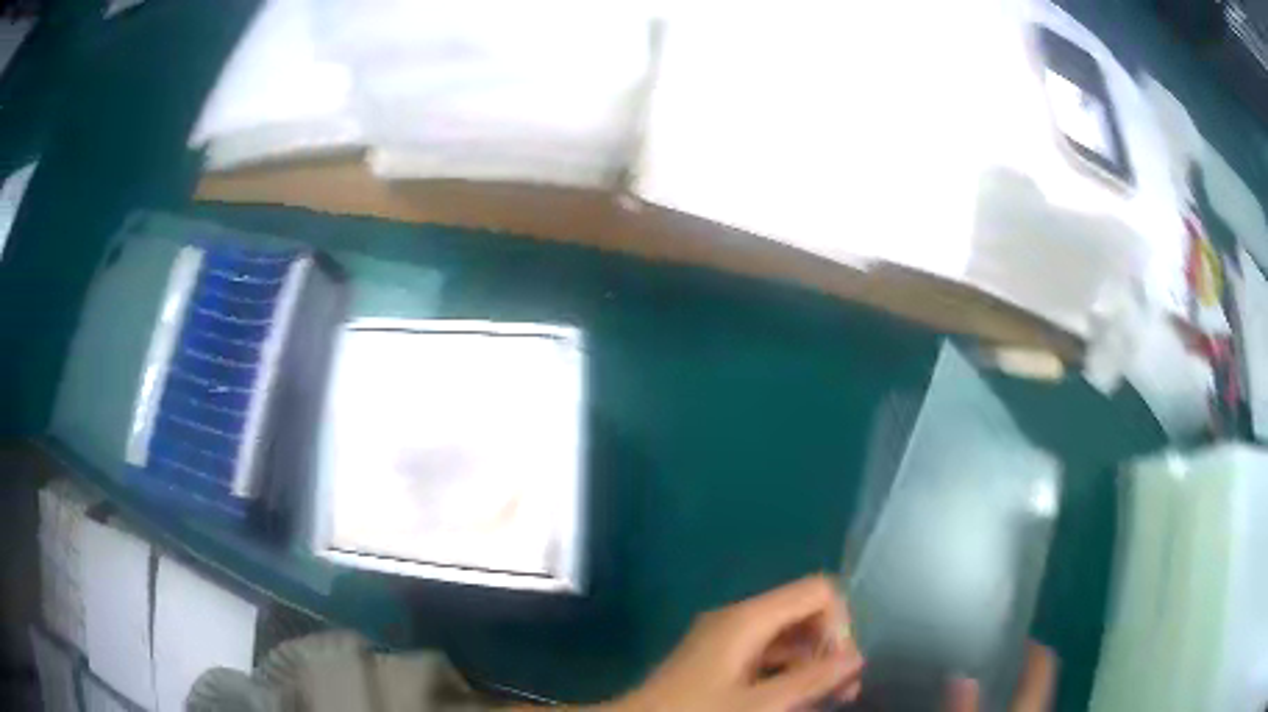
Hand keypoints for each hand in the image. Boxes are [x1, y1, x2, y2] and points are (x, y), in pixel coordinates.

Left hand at [608, 575, 863, 711]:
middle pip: (804, 612)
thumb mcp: (760, 704)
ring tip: (828, 698)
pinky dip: (788, 671)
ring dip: (812, 662)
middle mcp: (738, 618)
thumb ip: (812, 680)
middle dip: (830, 646)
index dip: (840, 624)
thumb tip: (857, 657)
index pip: (818, 591)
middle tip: (844, 689)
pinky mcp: (717, 658)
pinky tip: (795, 698)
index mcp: (748, 617)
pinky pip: (767, 654)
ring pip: (786, 636)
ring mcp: (725, 638)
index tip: (839, 667)